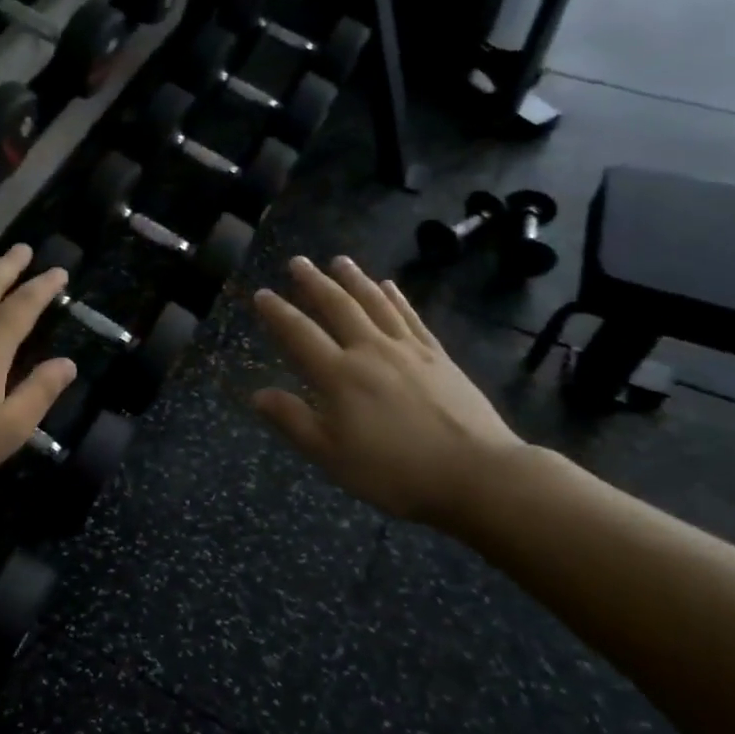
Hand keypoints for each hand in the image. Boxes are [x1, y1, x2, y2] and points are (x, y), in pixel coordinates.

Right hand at [250, 255, 524, 530]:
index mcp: (339, 375)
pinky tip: (389, 285)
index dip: (278, 313)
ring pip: (374, 303)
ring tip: (339, 260)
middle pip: (338, 306)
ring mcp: (407, 349)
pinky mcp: (438, 355)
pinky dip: (396, 298)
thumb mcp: (332, 456)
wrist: (476, 473)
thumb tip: (257, 395)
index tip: (262, 293)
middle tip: (297, 261)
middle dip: (314, 282)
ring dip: (354, 279)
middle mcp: (370, 350)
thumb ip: (294, 421)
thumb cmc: (395, 471)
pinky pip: (410, 316)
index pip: (300, 334)